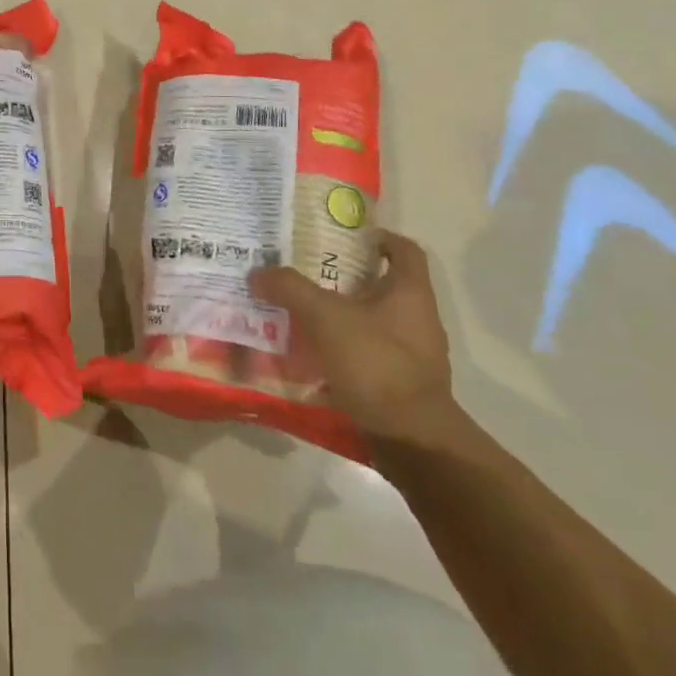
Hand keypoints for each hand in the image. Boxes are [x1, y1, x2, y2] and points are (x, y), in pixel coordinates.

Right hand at [249, 231, 457, 442]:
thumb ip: (290, 289)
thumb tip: (258, 272)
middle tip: (305, 271)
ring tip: (299, 313)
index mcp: (411, 293)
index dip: (379, 237)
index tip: (346, 235)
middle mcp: (417, 319)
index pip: (404, 249)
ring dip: (339, 315)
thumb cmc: (377, 364)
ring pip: (371, 321)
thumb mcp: (325, 317)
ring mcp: (411, 355)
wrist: (411, 441)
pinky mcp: (399, 384)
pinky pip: (366, 354)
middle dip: (344, 277)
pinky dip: (340, 349)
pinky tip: (309, 355)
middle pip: (382, 285)